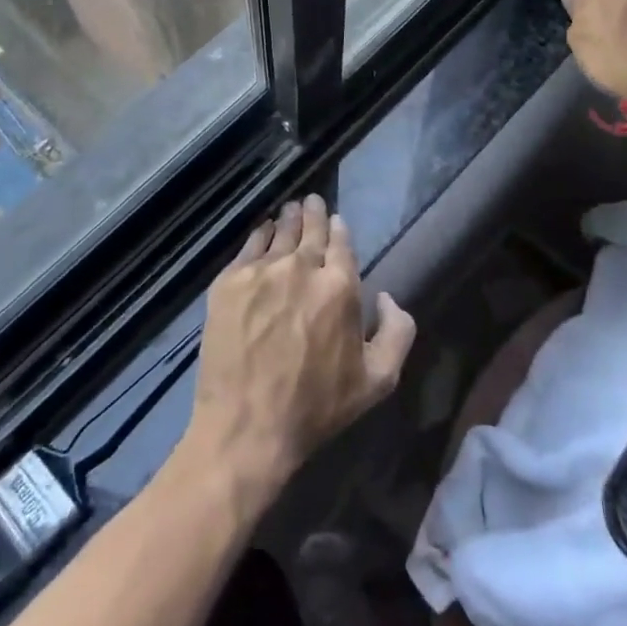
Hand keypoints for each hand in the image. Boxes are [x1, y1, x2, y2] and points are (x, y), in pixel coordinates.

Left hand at [182, 195, 415, 504]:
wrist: (248, 425)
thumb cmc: (317, 407)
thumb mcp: (379, 380)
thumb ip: (397, 332)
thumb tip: (386, 297)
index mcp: (340, 287)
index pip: (341, 243)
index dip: (338, 228)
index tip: (335, 220)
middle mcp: (301, 268)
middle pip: (310, 230)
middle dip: (313, 213)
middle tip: (311, 201)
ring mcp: (261, 272)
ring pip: (279, 233)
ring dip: (288, 219)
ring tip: (290, 209)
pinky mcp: (229, 282)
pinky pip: (248, 247)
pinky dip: (258, 235)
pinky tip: (262, 230)